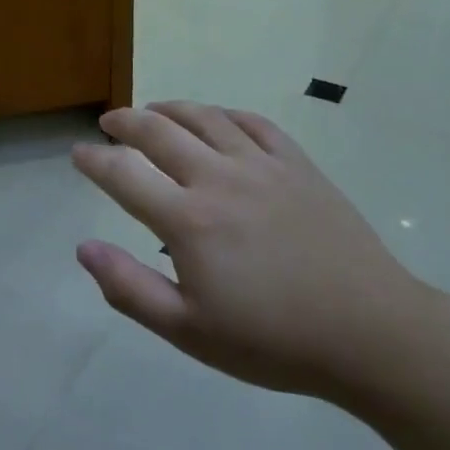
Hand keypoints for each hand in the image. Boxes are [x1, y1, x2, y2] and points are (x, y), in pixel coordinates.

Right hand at [72, 102, 428, 399]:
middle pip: (158, 132)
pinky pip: (254, 123)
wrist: (372, 335)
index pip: (123, 174)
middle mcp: (219, 178)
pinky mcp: (298, 166)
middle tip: (108, 123)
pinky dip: (225, 114)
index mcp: (188, 220)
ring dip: (170, 109)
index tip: (78, 155)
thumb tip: (83, 248)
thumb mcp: (189, 331)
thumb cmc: (273, 341)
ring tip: (153, 111)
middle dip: (124, 121)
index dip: (93, 160)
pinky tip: (217, 119)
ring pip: (204, 117)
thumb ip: (129, 288)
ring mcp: (262, 166)